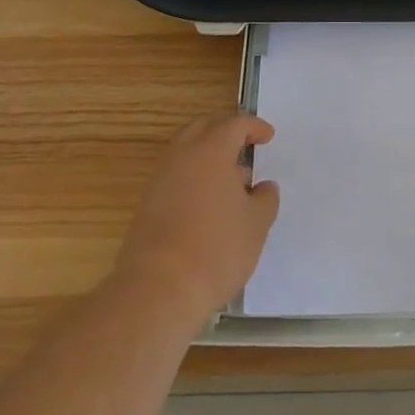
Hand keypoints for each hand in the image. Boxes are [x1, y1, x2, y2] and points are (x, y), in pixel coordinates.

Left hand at [115, 114, 279, 323]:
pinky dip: (194, 179)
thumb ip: (265, 199)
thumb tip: (263, 188)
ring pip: (186, 153)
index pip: (235, 124)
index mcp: (211, 150)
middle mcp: (182, 156)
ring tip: (232, 184)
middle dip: (225, 132)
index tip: (268, 137)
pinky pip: (175, 177)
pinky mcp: (146, 206)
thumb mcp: (256, 224)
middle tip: (244, 147)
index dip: (254, 127)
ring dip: (208, 158)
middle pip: (203, 128)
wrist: (158, 290)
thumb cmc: (216, 249)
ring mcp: (160, 180)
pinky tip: (209, 207)